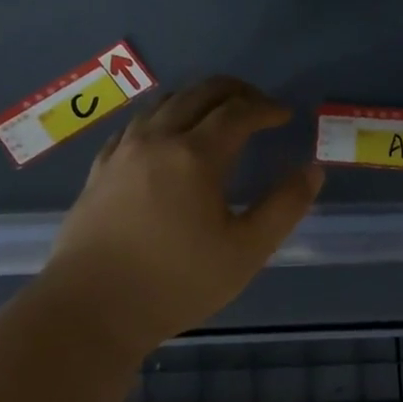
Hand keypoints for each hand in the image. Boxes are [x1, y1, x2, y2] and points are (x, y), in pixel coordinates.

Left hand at [47, 77, 324, 353]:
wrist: (90, 309)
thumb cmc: (176, 282)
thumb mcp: (246, 252)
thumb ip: (284, 207)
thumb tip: (312, 170)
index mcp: (196, 155)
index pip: (238, 112)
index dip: (266, 109)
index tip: (285, 116)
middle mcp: (157, 139)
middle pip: (200, 93)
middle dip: (236, 92)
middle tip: (259, 107)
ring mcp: (123, 151)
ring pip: (165, 103)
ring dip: (199, 100)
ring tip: (219, 117)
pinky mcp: (101, 168)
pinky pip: (137, 124)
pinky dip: (164, 117)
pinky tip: (168, 138)